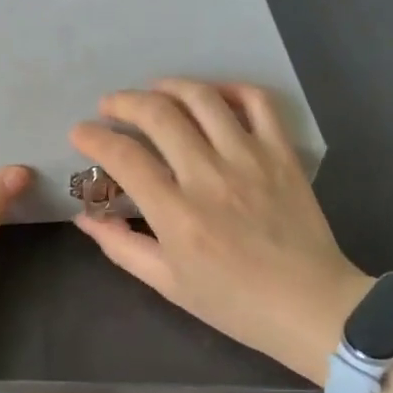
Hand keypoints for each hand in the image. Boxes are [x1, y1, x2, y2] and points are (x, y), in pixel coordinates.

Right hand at [71, 79, 368, 385]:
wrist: (312, 306)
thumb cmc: (234, 302)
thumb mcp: (168, 283)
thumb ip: (121, 246)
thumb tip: (85, 216)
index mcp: (177, 215)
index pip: (125, 157)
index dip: (94, 137)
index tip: (81, 132)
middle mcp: (209, 177)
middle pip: (159, 115)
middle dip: (124, 102)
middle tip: (109, 105)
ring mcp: (250, 159)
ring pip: (202, 99)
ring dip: (169, 86)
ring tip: (153, 91)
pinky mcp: (281, 153)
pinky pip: (257, 103)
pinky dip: (231, 89)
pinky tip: (212, 96)